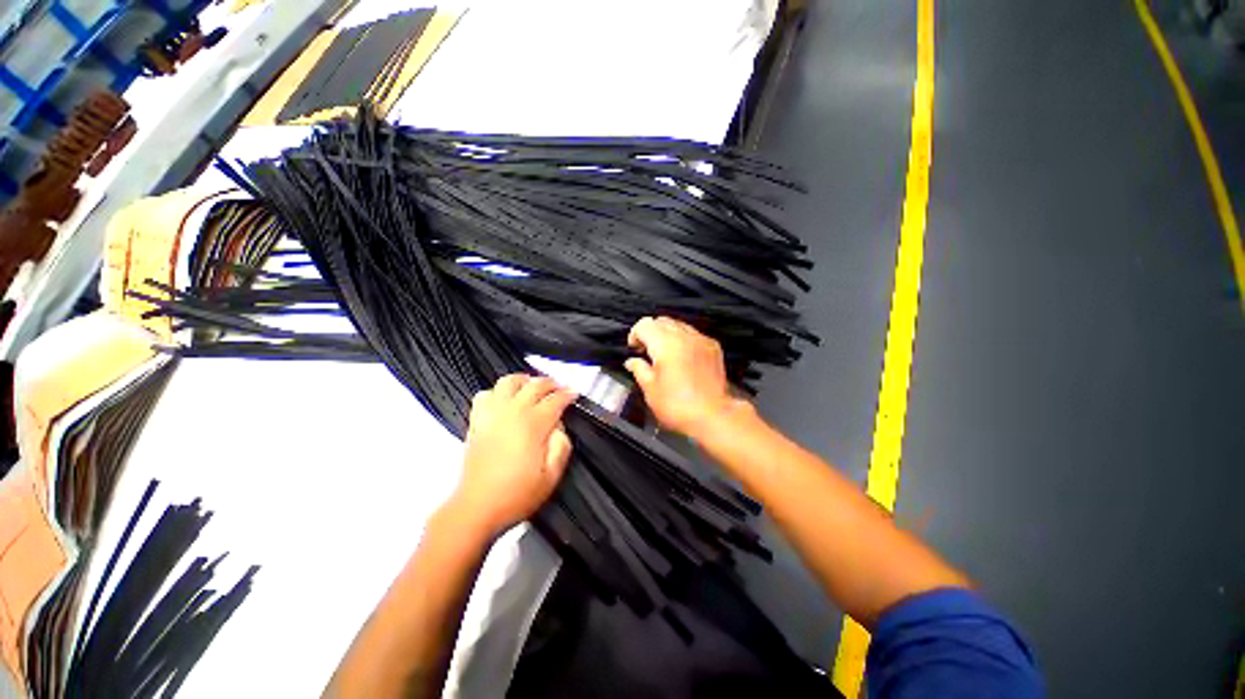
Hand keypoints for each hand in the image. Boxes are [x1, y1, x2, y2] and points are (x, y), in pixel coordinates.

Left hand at [451, 374, 575, 536]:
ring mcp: (492, 414)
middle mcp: (513, 413)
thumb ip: (562, 446)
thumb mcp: (552, 475)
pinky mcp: (477, 421)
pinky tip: (504, 400)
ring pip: (508, 382)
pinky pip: (485, 394)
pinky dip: (497, 391)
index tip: (574, 394)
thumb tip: (560, 427)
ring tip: (532, 386)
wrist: (477, 507)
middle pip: (535, 385)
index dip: (567, 394)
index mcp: (533, 424)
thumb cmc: (517, 494)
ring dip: (524, 380)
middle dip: (550, 383)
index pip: (555, 399)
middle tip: (559, 389)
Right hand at [624, 317, 741, 437]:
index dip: (635, 335)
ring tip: (665, 355)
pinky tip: (683, 358)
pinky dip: (684, 340)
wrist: (712, 416)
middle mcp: (684, 336)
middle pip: (662, 321)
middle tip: (647, 352)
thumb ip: (639, 369)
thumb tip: (632, 361)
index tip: (635, 349)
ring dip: (667, 334)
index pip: (644, 324)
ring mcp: (701, 340)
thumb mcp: (650, 390)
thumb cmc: (677, 406)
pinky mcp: (713, 347)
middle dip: (651, 332)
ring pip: (679, 325)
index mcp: (665, 344)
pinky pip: (694, 335)